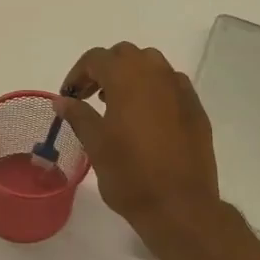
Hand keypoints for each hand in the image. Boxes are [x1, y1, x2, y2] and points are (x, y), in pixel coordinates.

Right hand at [56, 43, 220, 253]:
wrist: (179, 204)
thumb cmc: (130, 175)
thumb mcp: (96, 145)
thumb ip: (78, 116)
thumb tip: (63, 100)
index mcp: (128, 78)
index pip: (96, 58)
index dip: (78, 74)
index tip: (69, 97)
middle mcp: (157, 74)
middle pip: (126, 55)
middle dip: (105, 70)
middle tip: (90, 97)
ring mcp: (181, 90)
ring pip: (152, 66)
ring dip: (131, 77)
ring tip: (117, 107)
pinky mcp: (196, 109)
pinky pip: (171, 86)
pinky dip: (154, 91)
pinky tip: (146, 119)